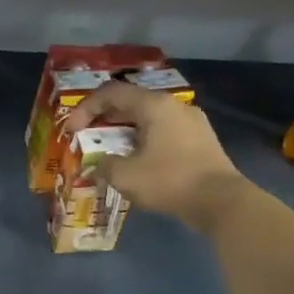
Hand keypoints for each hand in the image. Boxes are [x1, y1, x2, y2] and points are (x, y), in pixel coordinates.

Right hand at [66, 81, 247, 232]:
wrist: (221, 201)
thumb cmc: (169, 181)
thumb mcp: (125, 176)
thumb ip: (104, 165)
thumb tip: (97, 165)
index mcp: (154, 105)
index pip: (111, 93)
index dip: (86, 108)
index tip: (72, 130)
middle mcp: (174, 105)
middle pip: (131, 102)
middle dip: (105, 118)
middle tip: (88, 136)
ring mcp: (191, 121)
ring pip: (149, 117)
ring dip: (125, 130)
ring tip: (111, 149)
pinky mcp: (201, 139)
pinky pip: (164, 130)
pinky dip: (144, 139)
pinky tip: (138, 159)